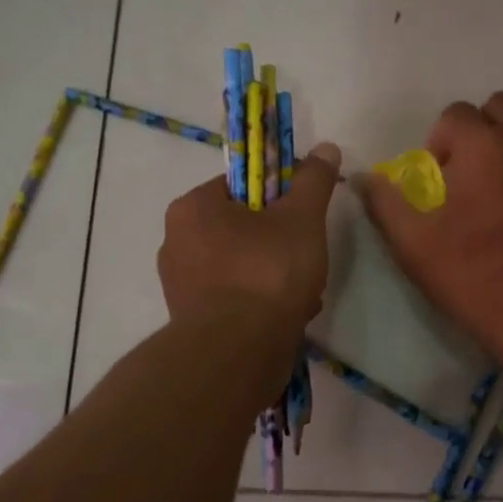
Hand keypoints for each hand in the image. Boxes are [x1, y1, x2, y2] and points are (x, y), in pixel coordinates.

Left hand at [157, 143, 341, 336]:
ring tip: (304, 293)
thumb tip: (326, 148)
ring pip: (243, 265)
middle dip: (280, 241)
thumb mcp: (301, 218)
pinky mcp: (192, 321)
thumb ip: (314, 181)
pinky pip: (235, 298)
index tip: (303, 214)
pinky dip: (262, 303)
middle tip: (307, 256)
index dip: (278, 196)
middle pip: (243, 227)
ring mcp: (181, 286)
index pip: (241, 186)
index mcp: (192, 208)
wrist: (238, 353)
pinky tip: (290, 316)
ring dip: (276, 275)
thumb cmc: (266, 273)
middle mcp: (176, 242)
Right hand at [356, 93, 502, 362]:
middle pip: (502, 108)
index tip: (441, 181)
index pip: (455, 114)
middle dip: (483, 131)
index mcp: (485, 147)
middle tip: (474, 177)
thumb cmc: (476, 280)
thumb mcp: (415, 246)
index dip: (440, 143)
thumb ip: (386, 202)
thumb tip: (364, 177)